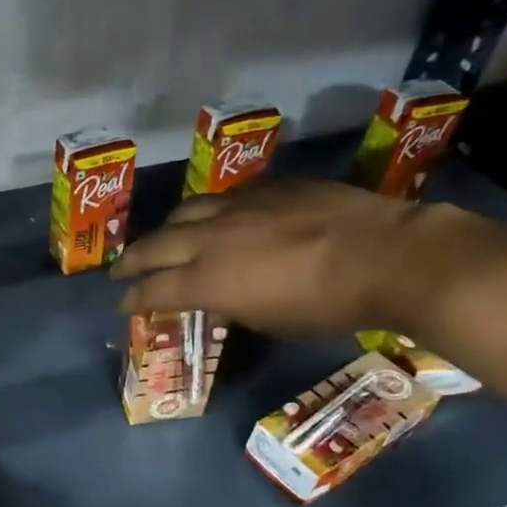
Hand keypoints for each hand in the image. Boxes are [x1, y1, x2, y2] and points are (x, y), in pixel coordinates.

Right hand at [112, 177, 506, 337]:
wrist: (385, 255)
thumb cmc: (326, 306)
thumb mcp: (268, 320)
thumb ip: (230, 304)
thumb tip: (216, 297)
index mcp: (207, 280)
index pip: (153, 290)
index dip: (133, 300)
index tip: (123, 305)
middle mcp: (210, 239)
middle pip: (154, 246)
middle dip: (132, 261)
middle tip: (121, 270)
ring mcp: (238, 206)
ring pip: (185, 212)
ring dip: (167, 230)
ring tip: (164, 239)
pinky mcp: (268, 187)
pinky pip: (225, 197)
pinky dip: (210, 213)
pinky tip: (219, 218)